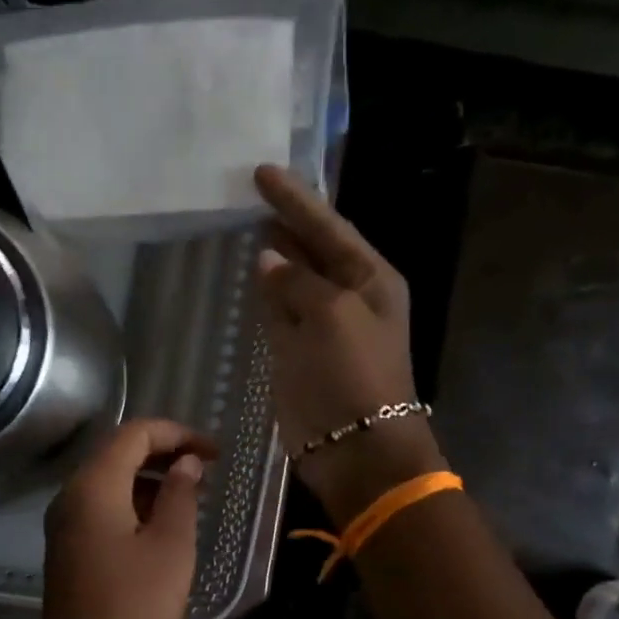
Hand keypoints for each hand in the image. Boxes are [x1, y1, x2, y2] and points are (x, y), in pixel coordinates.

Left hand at [33, 419, 214, 618]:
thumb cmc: (135, 607)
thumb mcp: (171, 546)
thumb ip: (180, 495)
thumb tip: (186, 463)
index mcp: (93, 486)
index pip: (134, 434)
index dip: (177, 433)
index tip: (215, 452)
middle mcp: (70, 496)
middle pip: (117, 454)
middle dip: (163, 452)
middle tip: (206, 468)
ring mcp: (64, 524)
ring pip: (109, 482)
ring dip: (149, 480)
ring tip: (191, 495)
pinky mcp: (67, 549)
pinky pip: (101, 509)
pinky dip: (133, 504)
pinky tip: (161, 525)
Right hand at [254, 165, 445, 521]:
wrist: (356, 447)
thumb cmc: (354, 375)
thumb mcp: (330, 314)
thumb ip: (296, 281)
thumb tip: (268, 259)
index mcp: (370, 278)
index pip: (328, 226)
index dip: (295, 199)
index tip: (262, 171)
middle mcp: (348, 297)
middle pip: (312, 249)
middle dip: (286, 222)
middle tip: (251, 192)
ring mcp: (321, 327)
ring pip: (293, 281)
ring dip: (274, 257)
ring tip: (247, 224)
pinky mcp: (297, 355)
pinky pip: (278, 314)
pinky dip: (264, 295)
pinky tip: (250, 276)